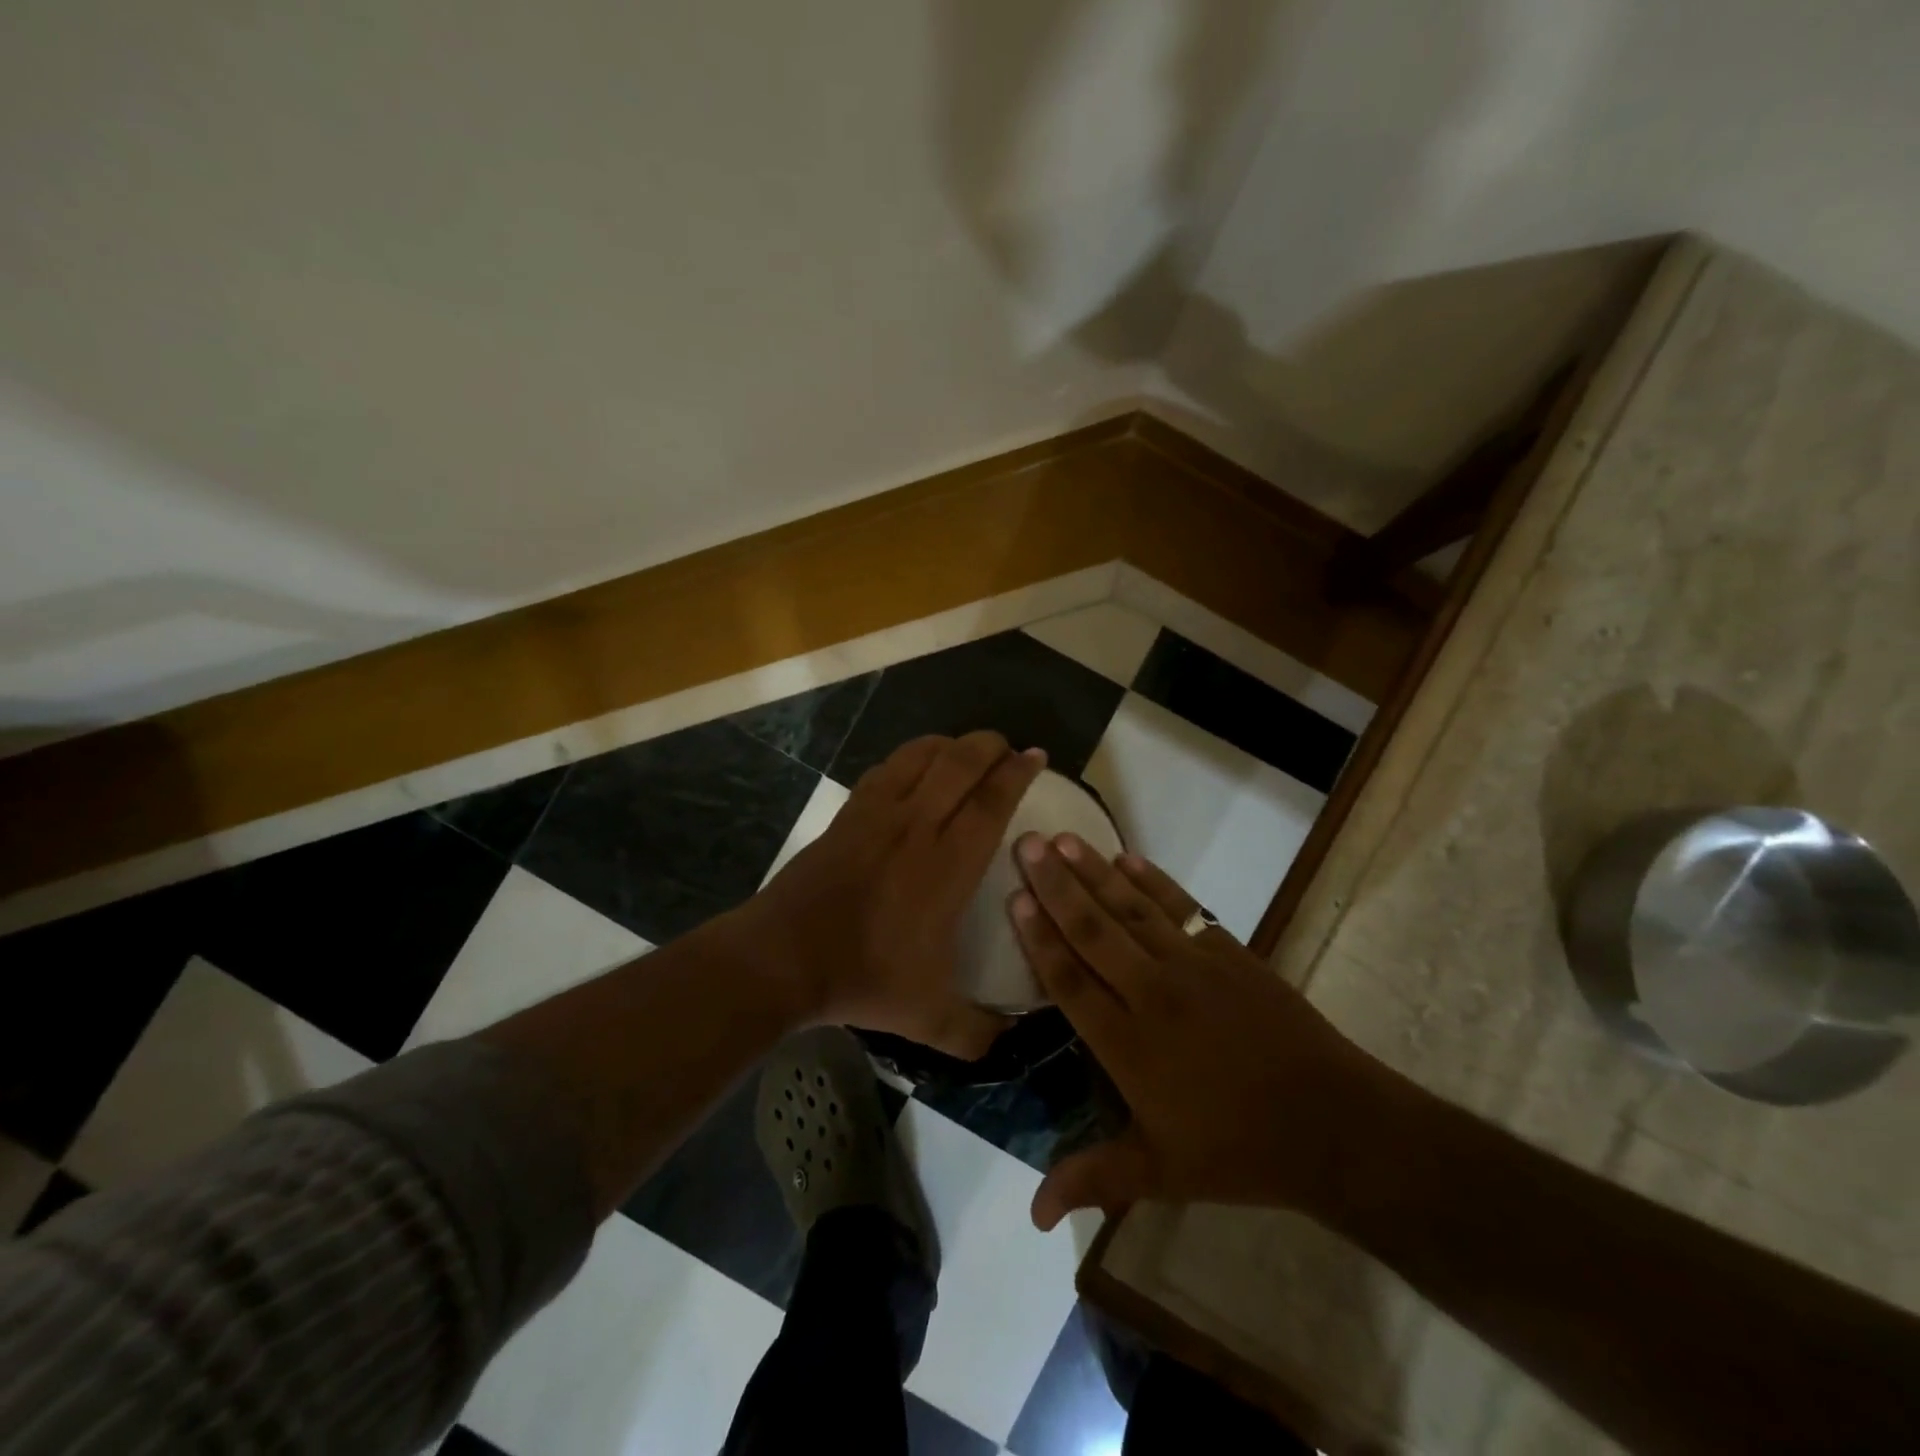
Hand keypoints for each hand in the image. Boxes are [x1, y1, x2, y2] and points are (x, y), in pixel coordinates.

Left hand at [736, 731, 1044, 1058]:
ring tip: (966, 751)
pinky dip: (909, 758)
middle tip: (1006, 748)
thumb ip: (975, 1033)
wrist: (783, 957)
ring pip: (920, 756)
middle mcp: (917, 826)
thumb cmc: (862, 978)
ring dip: (949, 745)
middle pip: (960, 763)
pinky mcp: (847, 814)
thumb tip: (1009, 1043)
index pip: (991, 802)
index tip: (1036, 756)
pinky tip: (915, 768)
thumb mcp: (928, 1019)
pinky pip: (885, 769)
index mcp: (947, 865)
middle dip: (989, 745)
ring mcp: (877, 815)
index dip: (1017, 774)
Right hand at [1009, 833, 1397, 1230]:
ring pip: (1131, 909)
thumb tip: (1030, 1219)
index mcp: (1128, 1044)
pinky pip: (1180, 906)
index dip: (1038, 937)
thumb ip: (1092, 1179)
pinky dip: (1153, 880)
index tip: (1014, 896)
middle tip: (1026, 842)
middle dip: (1055, 885)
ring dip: (1094, 872)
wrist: (1333, 1124)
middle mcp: (1151, 993)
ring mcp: (1192, 966)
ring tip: (1063, 838)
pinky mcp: (1228, 951)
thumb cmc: (1237, 1151)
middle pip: (1092, 930)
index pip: (1069, 980)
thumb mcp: (1161, 1173)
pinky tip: (1127, 857)